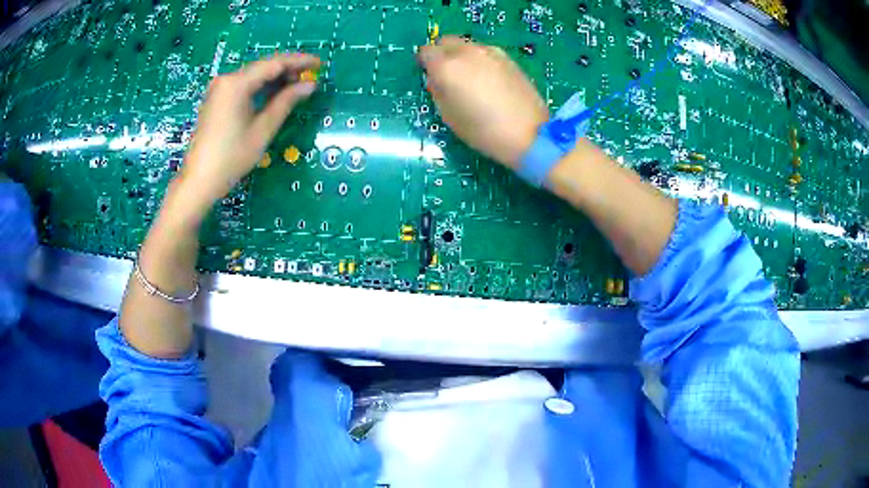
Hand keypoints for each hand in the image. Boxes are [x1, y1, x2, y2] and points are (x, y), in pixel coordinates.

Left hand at [176, 54, 320, 217]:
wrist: (199, 180)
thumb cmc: (231, 157)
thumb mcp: (263, 129)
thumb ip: (286, 102)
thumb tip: (310, 85)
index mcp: (237, 83)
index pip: (274, 63)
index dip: (299, 61)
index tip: (320, 64)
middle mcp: (227, 79)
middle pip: (263, 66)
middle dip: (288, 69)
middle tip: (311, 78)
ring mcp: (220, 88)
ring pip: (254, 75)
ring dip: (276, 78)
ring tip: (297, 86)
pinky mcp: (217, 98)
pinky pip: (244, 84)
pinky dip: (262, 86)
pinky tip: (276, 93)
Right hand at [418, 37, 548, 168]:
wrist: (529, 133)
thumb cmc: (483, 131)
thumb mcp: (449, 116)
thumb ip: (438, 91)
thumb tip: (436, 79)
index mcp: (447, 67)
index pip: (426, 51)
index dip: (425, 63)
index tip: (429, 76)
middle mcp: (467, 52)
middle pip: (446, 42)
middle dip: (442, 54)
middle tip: (447, 75)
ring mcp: (490, 52)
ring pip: (466, 45)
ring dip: (462, 56)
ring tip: (470, 79)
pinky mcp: (508, 58)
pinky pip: (484, 52)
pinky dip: (479, 60)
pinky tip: (488, 80)